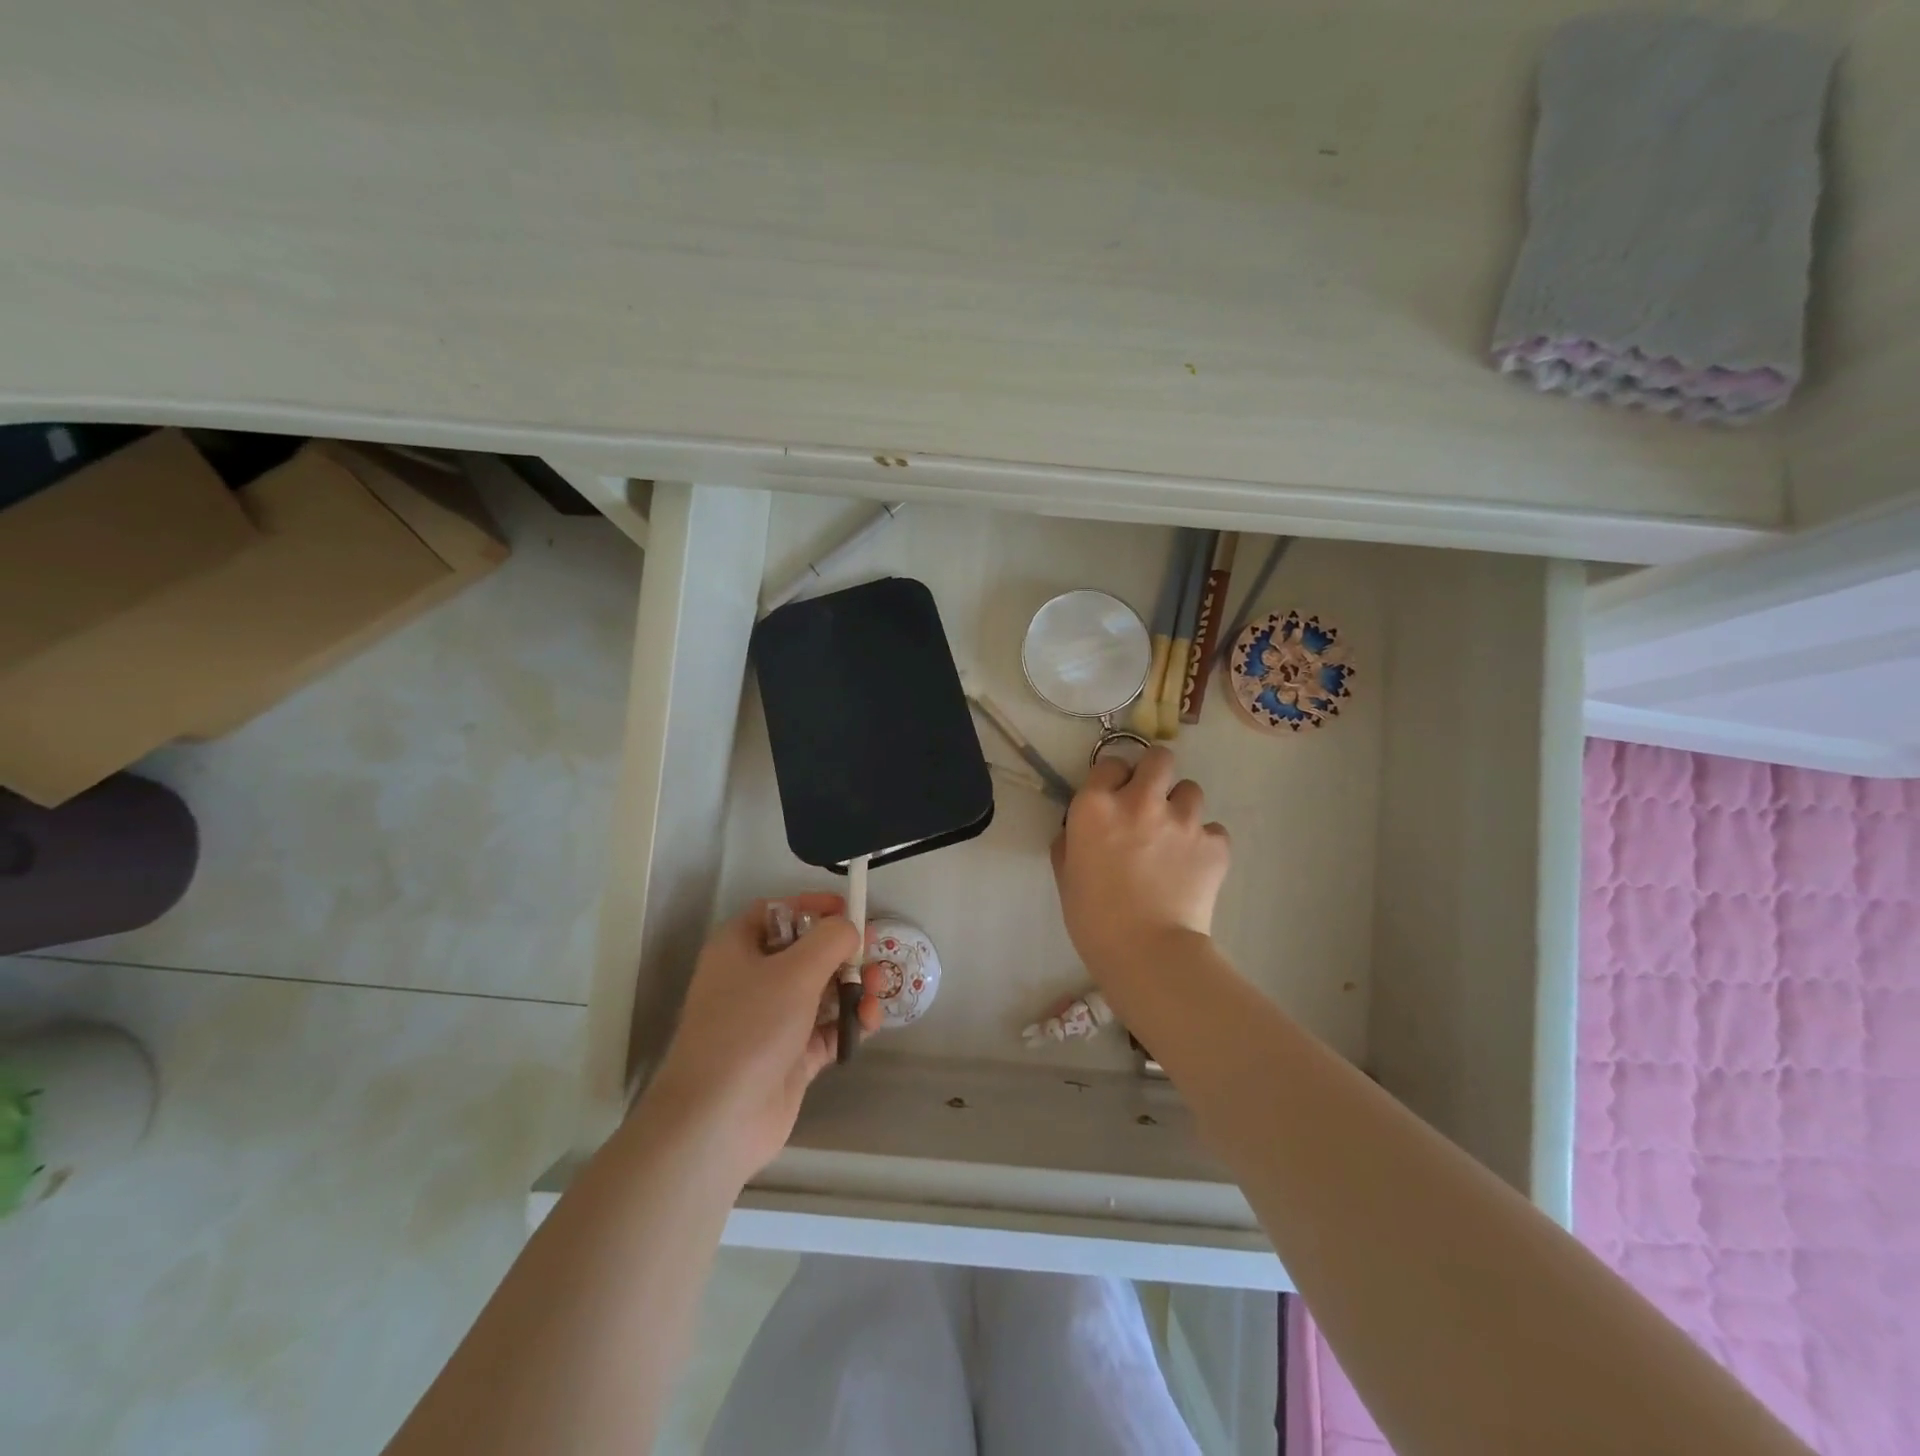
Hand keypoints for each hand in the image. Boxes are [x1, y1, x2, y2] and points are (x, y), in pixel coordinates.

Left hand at [646, 894, 883, 1181]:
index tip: (849, 910)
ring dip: (853, 986)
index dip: (813, 906)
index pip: (778, 912)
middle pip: (806, 951)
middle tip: (875, 951)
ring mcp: (771, 1020)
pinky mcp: (789, 1056)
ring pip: (821, 991)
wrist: (718, 1119)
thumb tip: (850, 928)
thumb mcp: (796, 970)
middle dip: (844, 951)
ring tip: (877, 991)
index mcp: (739, 947)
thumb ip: (832, 939)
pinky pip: (826, 1029)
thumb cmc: (751, 1027)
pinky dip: (849, 1023)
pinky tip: (870, 1022)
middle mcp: (752, 979)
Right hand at [1051, 747, 1230, 983]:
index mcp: (1096, 806)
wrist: (1148, 952)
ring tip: (1175, 837)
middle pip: (1159, 758)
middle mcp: (1140, 801)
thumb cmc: (1094, 918)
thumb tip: (1079, 829)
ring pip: (1191, 790)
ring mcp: (1182, 820)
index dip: (1113, 779)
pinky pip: (1213, 830)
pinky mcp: (1214, 844)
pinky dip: (1205, 842)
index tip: (1114, 797)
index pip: (1111, 763)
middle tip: (1151, 800)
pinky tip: (1194, 865)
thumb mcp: (1067, 874)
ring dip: (1181, 807)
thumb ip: (1070, 841)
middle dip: (1155, 773)